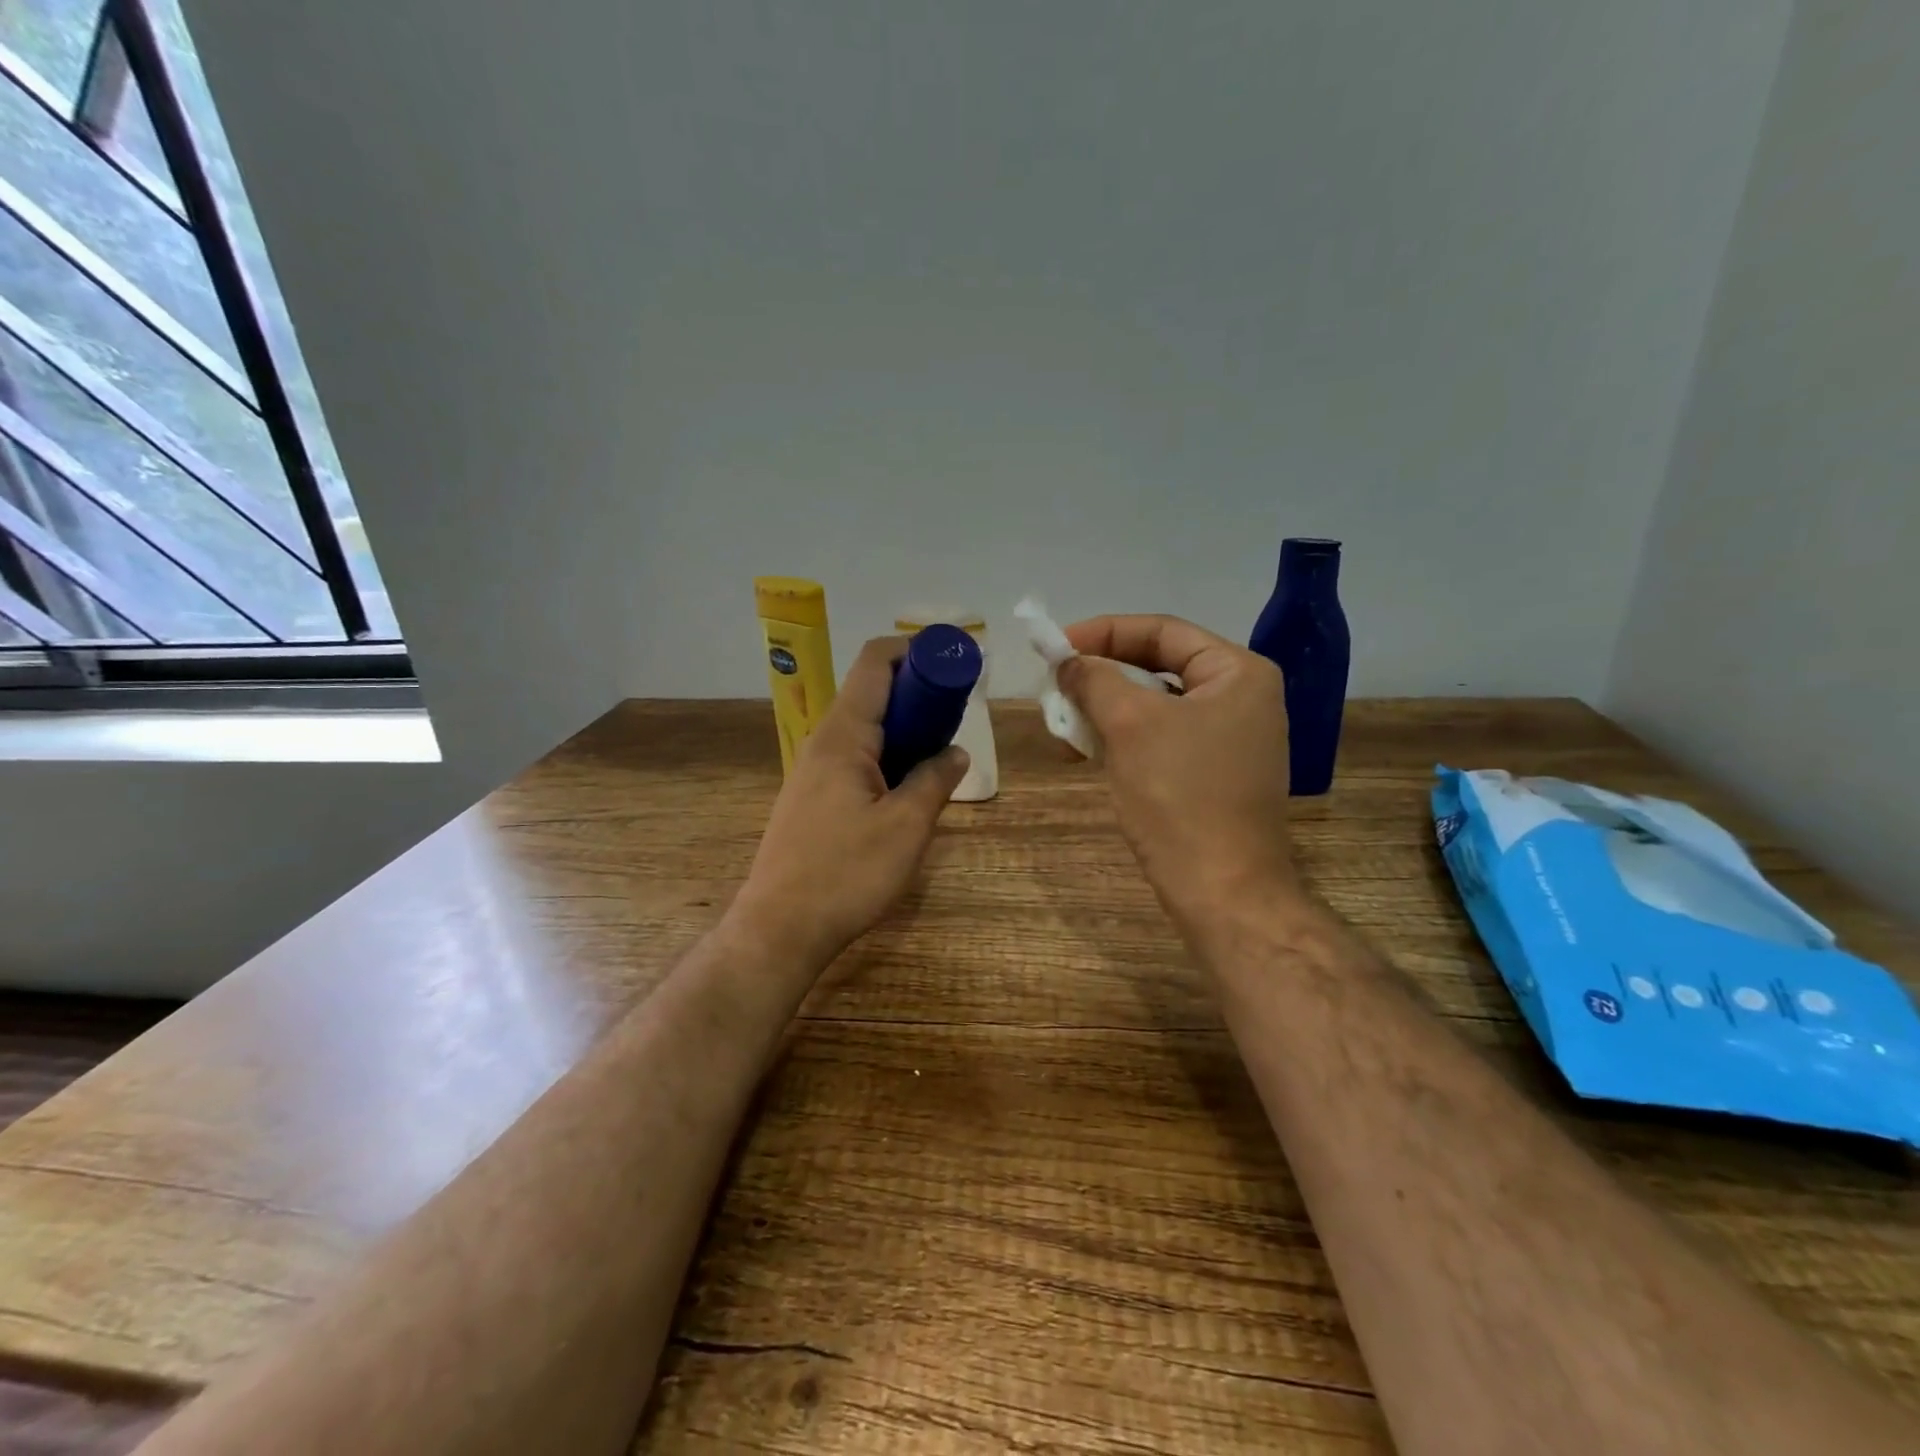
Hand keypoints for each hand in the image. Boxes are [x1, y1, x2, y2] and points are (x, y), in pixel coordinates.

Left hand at [733, 636, 969, 967]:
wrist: (781, 928)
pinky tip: (907, 787)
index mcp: (843, 735)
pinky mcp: (812, 797)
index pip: (876, 663)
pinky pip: (855, 756)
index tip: (954, 664)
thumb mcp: (906, 827)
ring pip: (864, 727)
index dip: (916, 650)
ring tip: (939, 752)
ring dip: (904, 727)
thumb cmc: (846, 874)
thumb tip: (956, 752)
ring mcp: (813, 771)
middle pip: (871, 691)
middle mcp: (823, 742)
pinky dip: (887, 754)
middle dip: (917, 692)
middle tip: (956, 715)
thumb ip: (935, 781)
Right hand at [1060, 615, 1302, 932]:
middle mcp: (1243, 698)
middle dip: (1103, 674)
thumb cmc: (1180, 797)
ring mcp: (1232, 739)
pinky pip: (1163, 738)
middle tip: (1056, 683)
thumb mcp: (1131, 725)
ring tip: (1064, 719)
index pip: (1163, 631)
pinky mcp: (1215, 774)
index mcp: (1239, 673)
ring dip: (1107, 707)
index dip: (1104, 632)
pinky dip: (1124, 737)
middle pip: (1160, 666)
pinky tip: (1089, 749)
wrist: (1222, 892)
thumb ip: (1095, 679)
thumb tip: (1067, 661)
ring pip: (1157, 705)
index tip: (1056, 647)